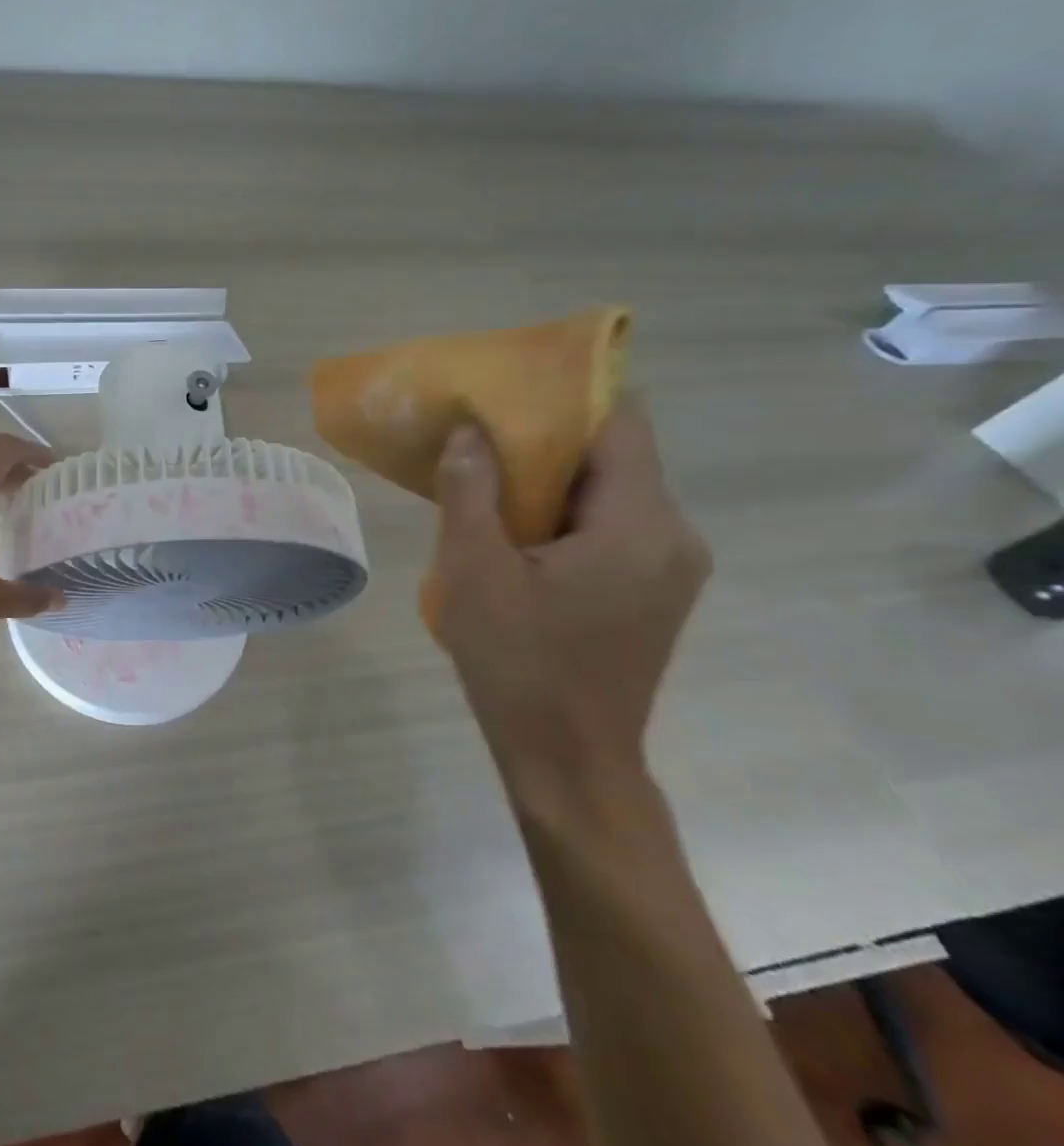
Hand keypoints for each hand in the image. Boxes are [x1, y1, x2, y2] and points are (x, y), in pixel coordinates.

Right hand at [431, 401, 710, 800]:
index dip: (568, 394)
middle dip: (550, 437)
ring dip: (554, 478)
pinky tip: (517, 528)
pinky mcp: (655, 590)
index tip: (511, 385)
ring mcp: (671, 566)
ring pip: (613, 491)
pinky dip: (567, 513)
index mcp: (639, 524)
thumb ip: (471, 490)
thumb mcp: (474, 570)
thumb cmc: (518, 663)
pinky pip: (613, 525)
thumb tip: (470, 430)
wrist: (568, 760)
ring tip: (489, 476)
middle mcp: (674, 535)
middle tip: (483, 430)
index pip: (621, 422)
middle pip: (618, 455)